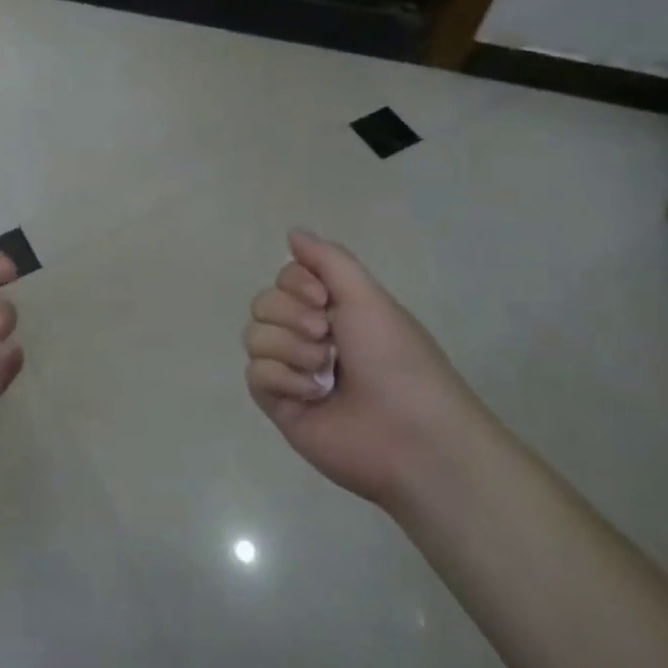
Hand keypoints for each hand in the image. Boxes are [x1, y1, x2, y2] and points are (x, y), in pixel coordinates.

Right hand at [243, 229, 493, 510]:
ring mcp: (291, 371)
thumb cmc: (396, 360)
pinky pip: (255, 374)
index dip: (295, 284)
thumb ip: (328, 259)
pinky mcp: (279, 404)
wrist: (412, 436)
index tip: (321, 297)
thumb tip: (293, 231)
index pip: (284, 278)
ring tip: (325, 372)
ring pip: (254, 337)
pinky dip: (284, 379)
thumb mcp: (368, 297)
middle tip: (327, 337)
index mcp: (332, 311)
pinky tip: (314, 394)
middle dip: (291, 316)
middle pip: (263, 304)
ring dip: (291, 350)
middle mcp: (307, 336)